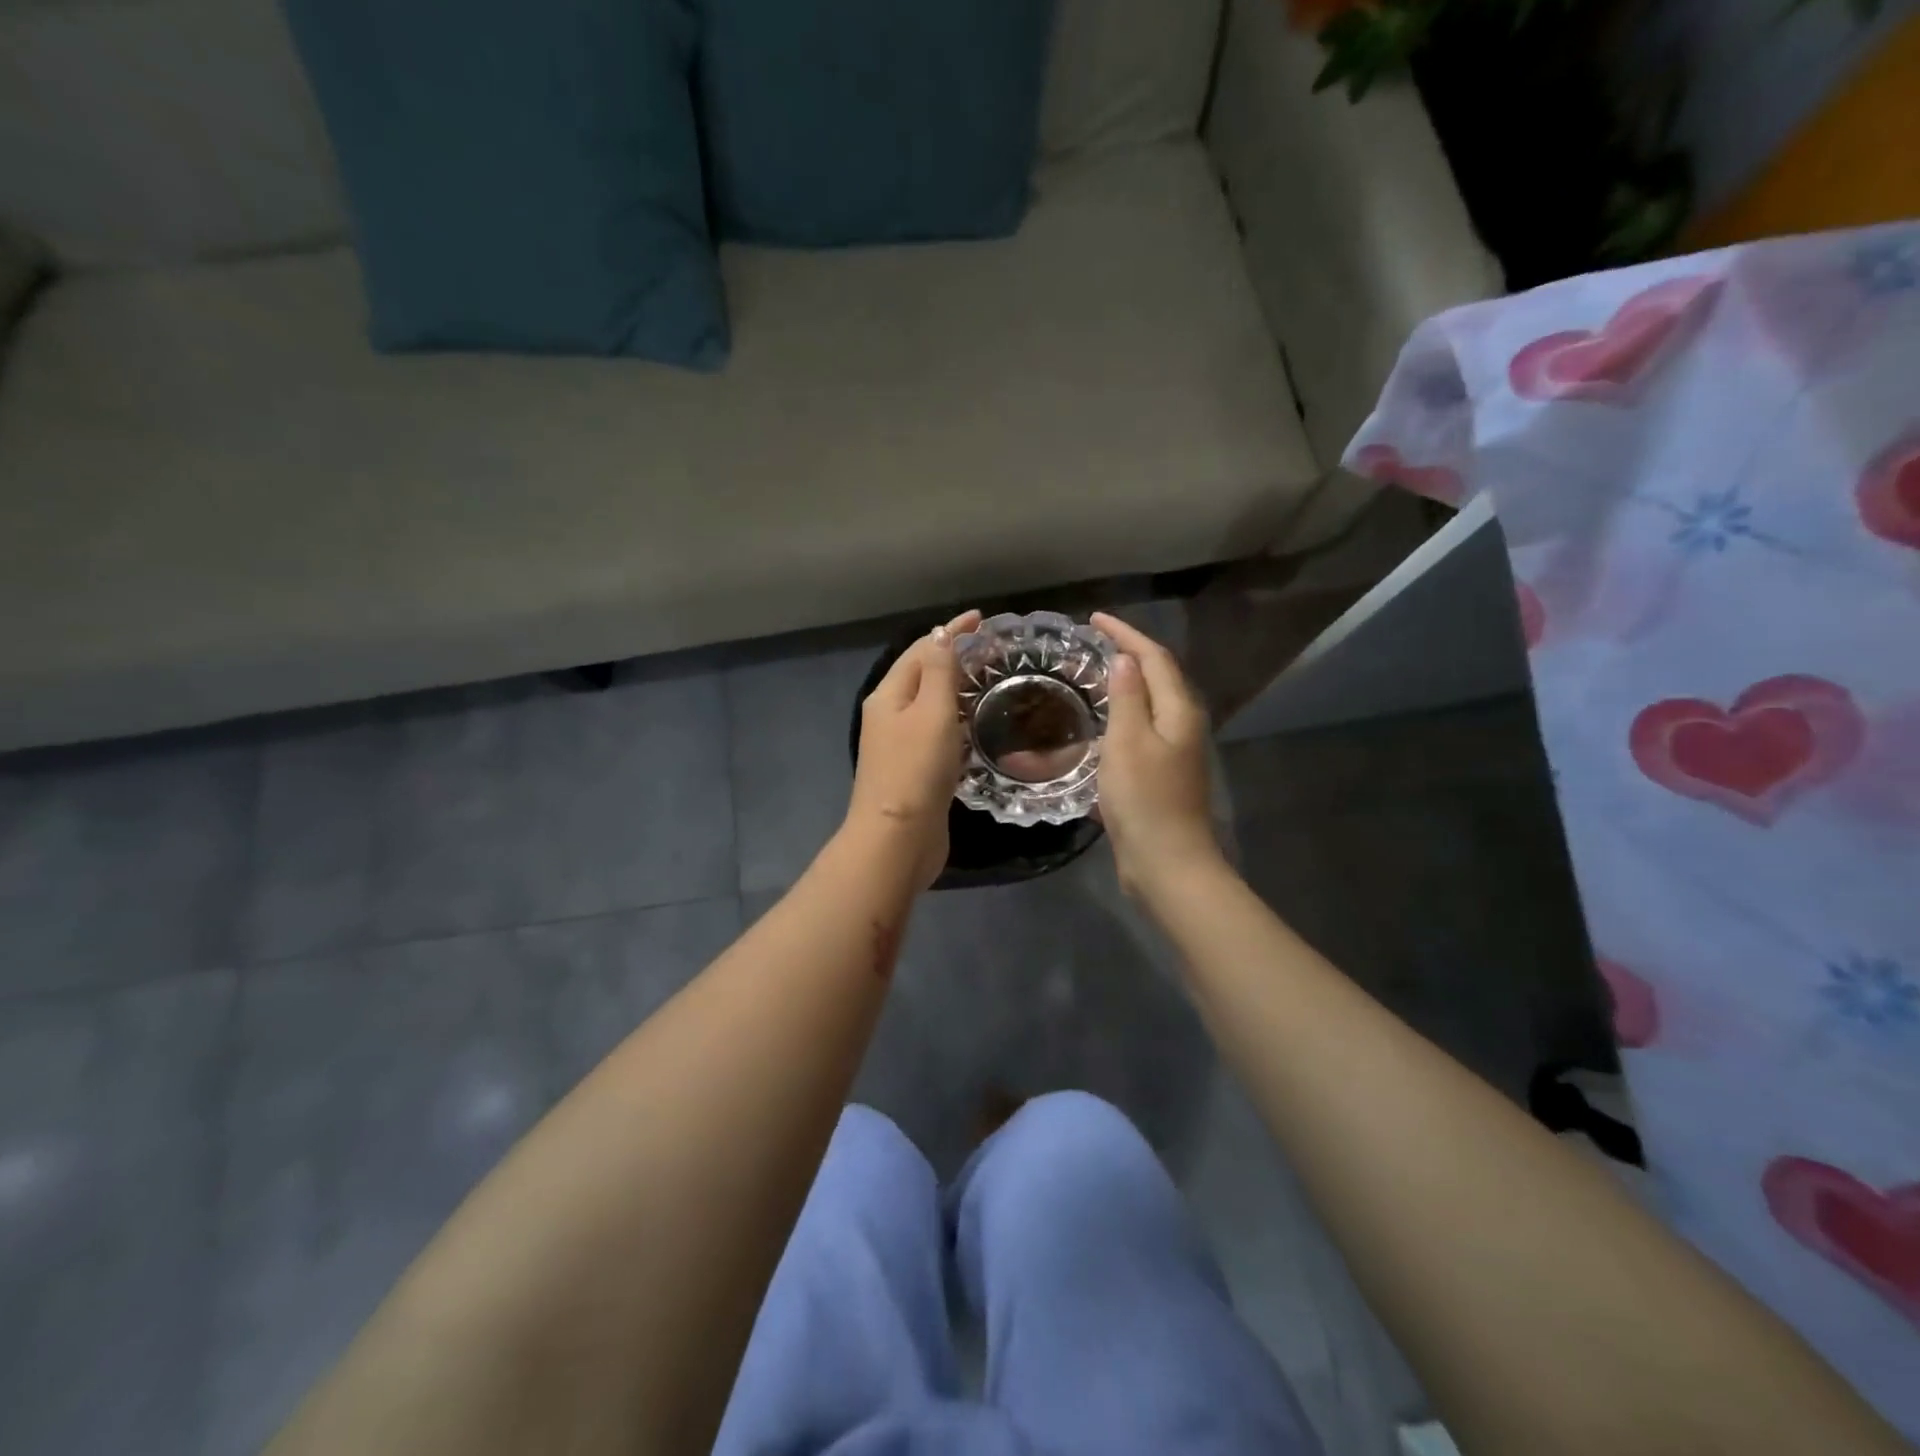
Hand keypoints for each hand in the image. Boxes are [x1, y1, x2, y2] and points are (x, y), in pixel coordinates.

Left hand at [845, 609, 981, 891]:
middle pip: (923, 674)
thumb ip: (940, 672)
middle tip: (992, 651)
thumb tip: (941, 635)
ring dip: (956, 688)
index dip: (950, 632)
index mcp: (889, 695)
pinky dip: (956, 720)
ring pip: (930, 705)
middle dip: (953, 657)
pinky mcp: (914, 770)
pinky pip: (936, 732)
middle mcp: (890, 715)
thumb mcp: (932, 712)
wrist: (898, 839)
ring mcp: (900, 744)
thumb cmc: (916, 770)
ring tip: (989, 681)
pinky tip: (976, 725)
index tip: (982, 620)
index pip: (921, 650)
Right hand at [1090, 613, 1222, 896]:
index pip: (1153, 658)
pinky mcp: (1162, 773)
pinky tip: (1101, 721)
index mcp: (1179, 711)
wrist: (1166, 862)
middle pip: (1157, 676)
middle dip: (1128, 653)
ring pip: (1149, 703)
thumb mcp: (1128, 742)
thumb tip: (1126, 659)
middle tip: (1092, 642)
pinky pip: (1140, 729)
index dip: (1126, 634)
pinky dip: (1121, 714)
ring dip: (1125, 683)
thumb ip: (1127, 697)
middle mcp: (1182, 725)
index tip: (1093, 619)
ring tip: (1093, 673)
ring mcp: (1174, 751)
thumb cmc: (1145, 799)